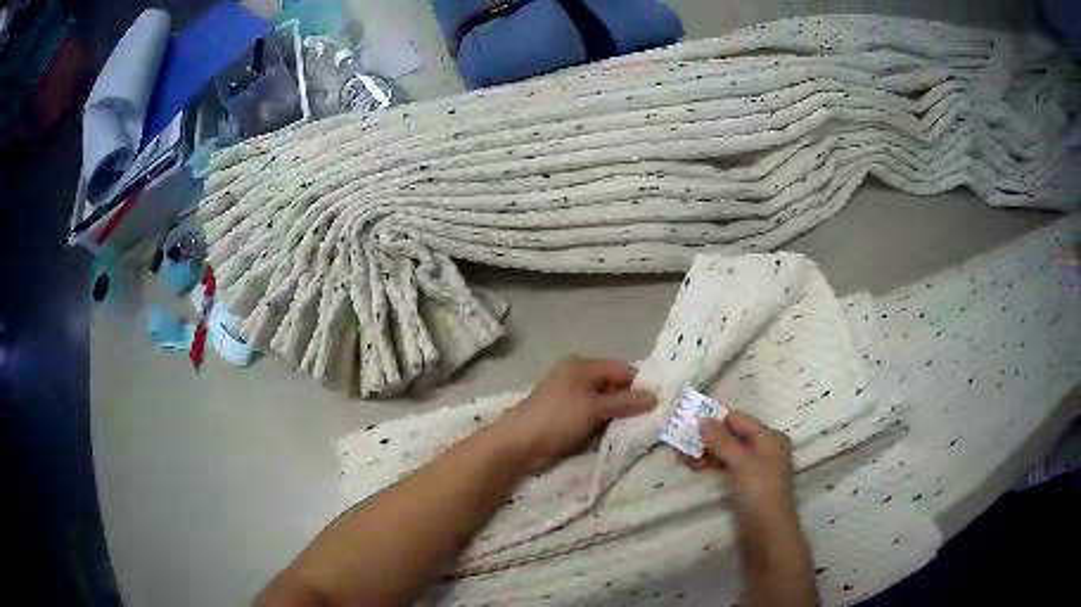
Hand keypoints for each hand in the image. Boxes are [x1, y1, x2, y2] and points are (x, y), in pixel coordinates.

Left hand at [498, 357, 656, 472]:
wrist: (517, 442)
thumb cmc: (557, 419)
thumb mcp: (595, 409)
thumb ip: (626, 402)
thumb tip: (655, 397)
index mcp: (583, 365)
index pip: (622, 369)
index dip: (640, 385)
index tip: (657, 405)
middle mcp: (576, 374)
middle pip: (613, 384)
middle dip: (628, 401)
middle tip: (648, 420)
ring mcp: (567, 393)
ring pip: (602, 400)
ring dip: (615, 414)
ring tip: (632, 429)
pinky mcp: (562, 412)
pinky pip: (590, 412)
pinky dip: (601, 421)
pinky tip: (610, 434)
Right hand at [688, 411, 816, 606]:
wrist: (767, 534)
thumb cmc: (759, 492)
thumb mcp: (741, 462)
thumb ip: (722, 440)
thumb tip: (703, 419)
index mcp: (770, 438)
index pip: (739, 419)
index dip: (715, 418)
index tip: (688, 419)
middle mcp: (765, 450)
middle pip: (733, 436)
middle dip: (707, 438)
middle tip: (679, 442)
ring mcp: (756, 470)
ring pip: (727, 453)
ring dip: (706, 452)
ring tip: (682, 458)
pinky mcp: (746, 487)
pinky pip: (727, 468)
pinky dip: (711, 465)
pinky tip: (695, 468)